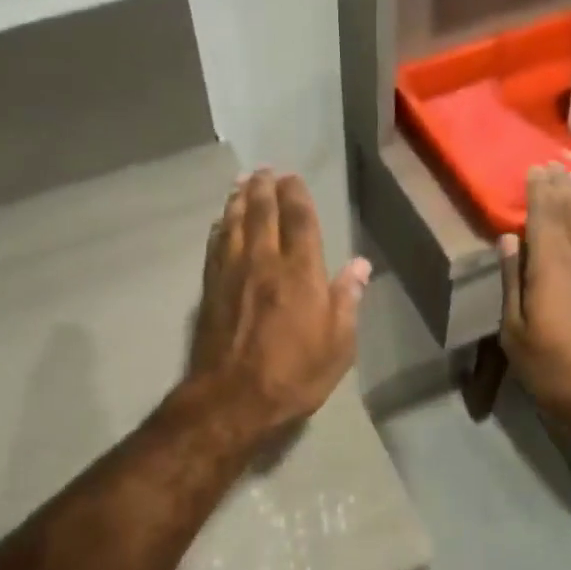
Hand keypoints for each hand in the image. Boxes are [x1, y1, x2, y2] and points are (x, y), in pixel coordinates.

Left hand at [188, 170, 370, 435]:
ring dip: (238, 199)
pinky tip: (221, 221)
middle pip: (261, 212)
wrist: (232, 399)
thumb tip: (360, 266)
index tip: (292, 178)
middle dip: (263, 187)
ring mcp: (232, 273)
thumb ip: (347, 300)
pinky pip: (215, 245)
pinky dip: (220, 226)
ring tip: (242, 183)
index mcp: (300, 272)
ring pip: (233, 223)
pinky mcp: (210, 288)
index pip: (299, 220)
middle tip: (264, 170)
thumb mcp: (338, 346)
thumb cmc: (294, 375)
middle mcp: (264, 261)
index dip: (296, 195)